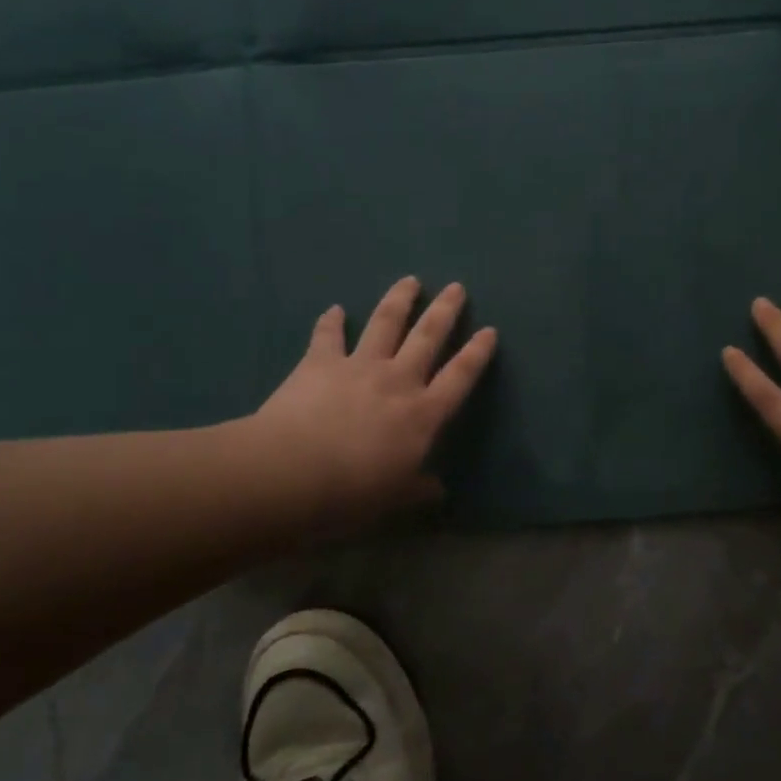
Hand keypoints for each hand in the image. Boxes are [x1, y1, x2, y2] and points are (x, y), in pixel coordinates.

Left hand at [233, 277, 497, 537]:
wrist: (292, 473)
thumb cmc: (352, 492)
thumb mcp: (394, 499)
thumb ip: (418, 489)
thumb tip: (438, 490)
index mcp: (422, 414)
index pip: (459, 377)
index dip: (476, 353)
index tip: (489, 330)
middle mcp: (398, 380)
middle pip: (428, 337)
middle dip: (445, 311)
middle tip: (456, 287)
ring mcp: (359, 367)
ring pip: (386, 324)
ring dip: (399, 300)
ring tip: (410, 280)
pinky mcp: (320, 363)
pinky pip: (328, 336)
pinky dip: (332, 321)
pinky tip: (335, 309)